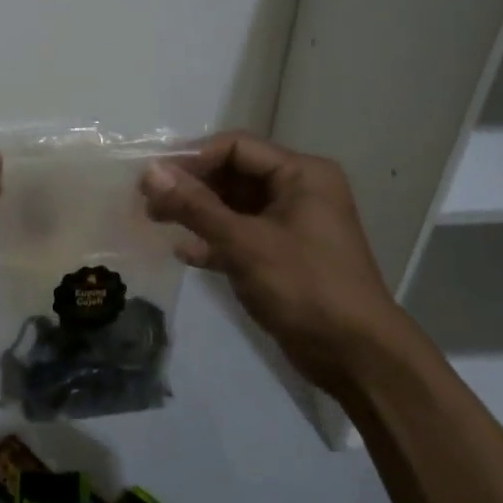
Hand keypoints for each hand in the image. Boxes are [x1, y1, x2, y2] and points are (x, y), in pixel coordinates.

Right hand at [140, 132, 406, 399]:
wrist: (356, 355)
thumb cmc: (304, 286)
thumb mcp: (244, 243)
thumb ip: (196, 206)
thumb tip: (150, 172)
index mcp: (301, 174)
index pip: (236, 147)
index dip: (192, 158)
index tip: (152, 177)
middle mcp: (299, 191)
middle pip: (234, 175)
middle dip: (191, 186)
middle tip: (147, 200)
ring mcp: (292, 225)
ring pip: (234, 207)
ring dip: (197, 213)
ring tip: (154, 220)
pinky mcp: (283, 256)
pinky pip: (242, 236)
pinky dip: (214, 240)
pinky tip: (184, 253)